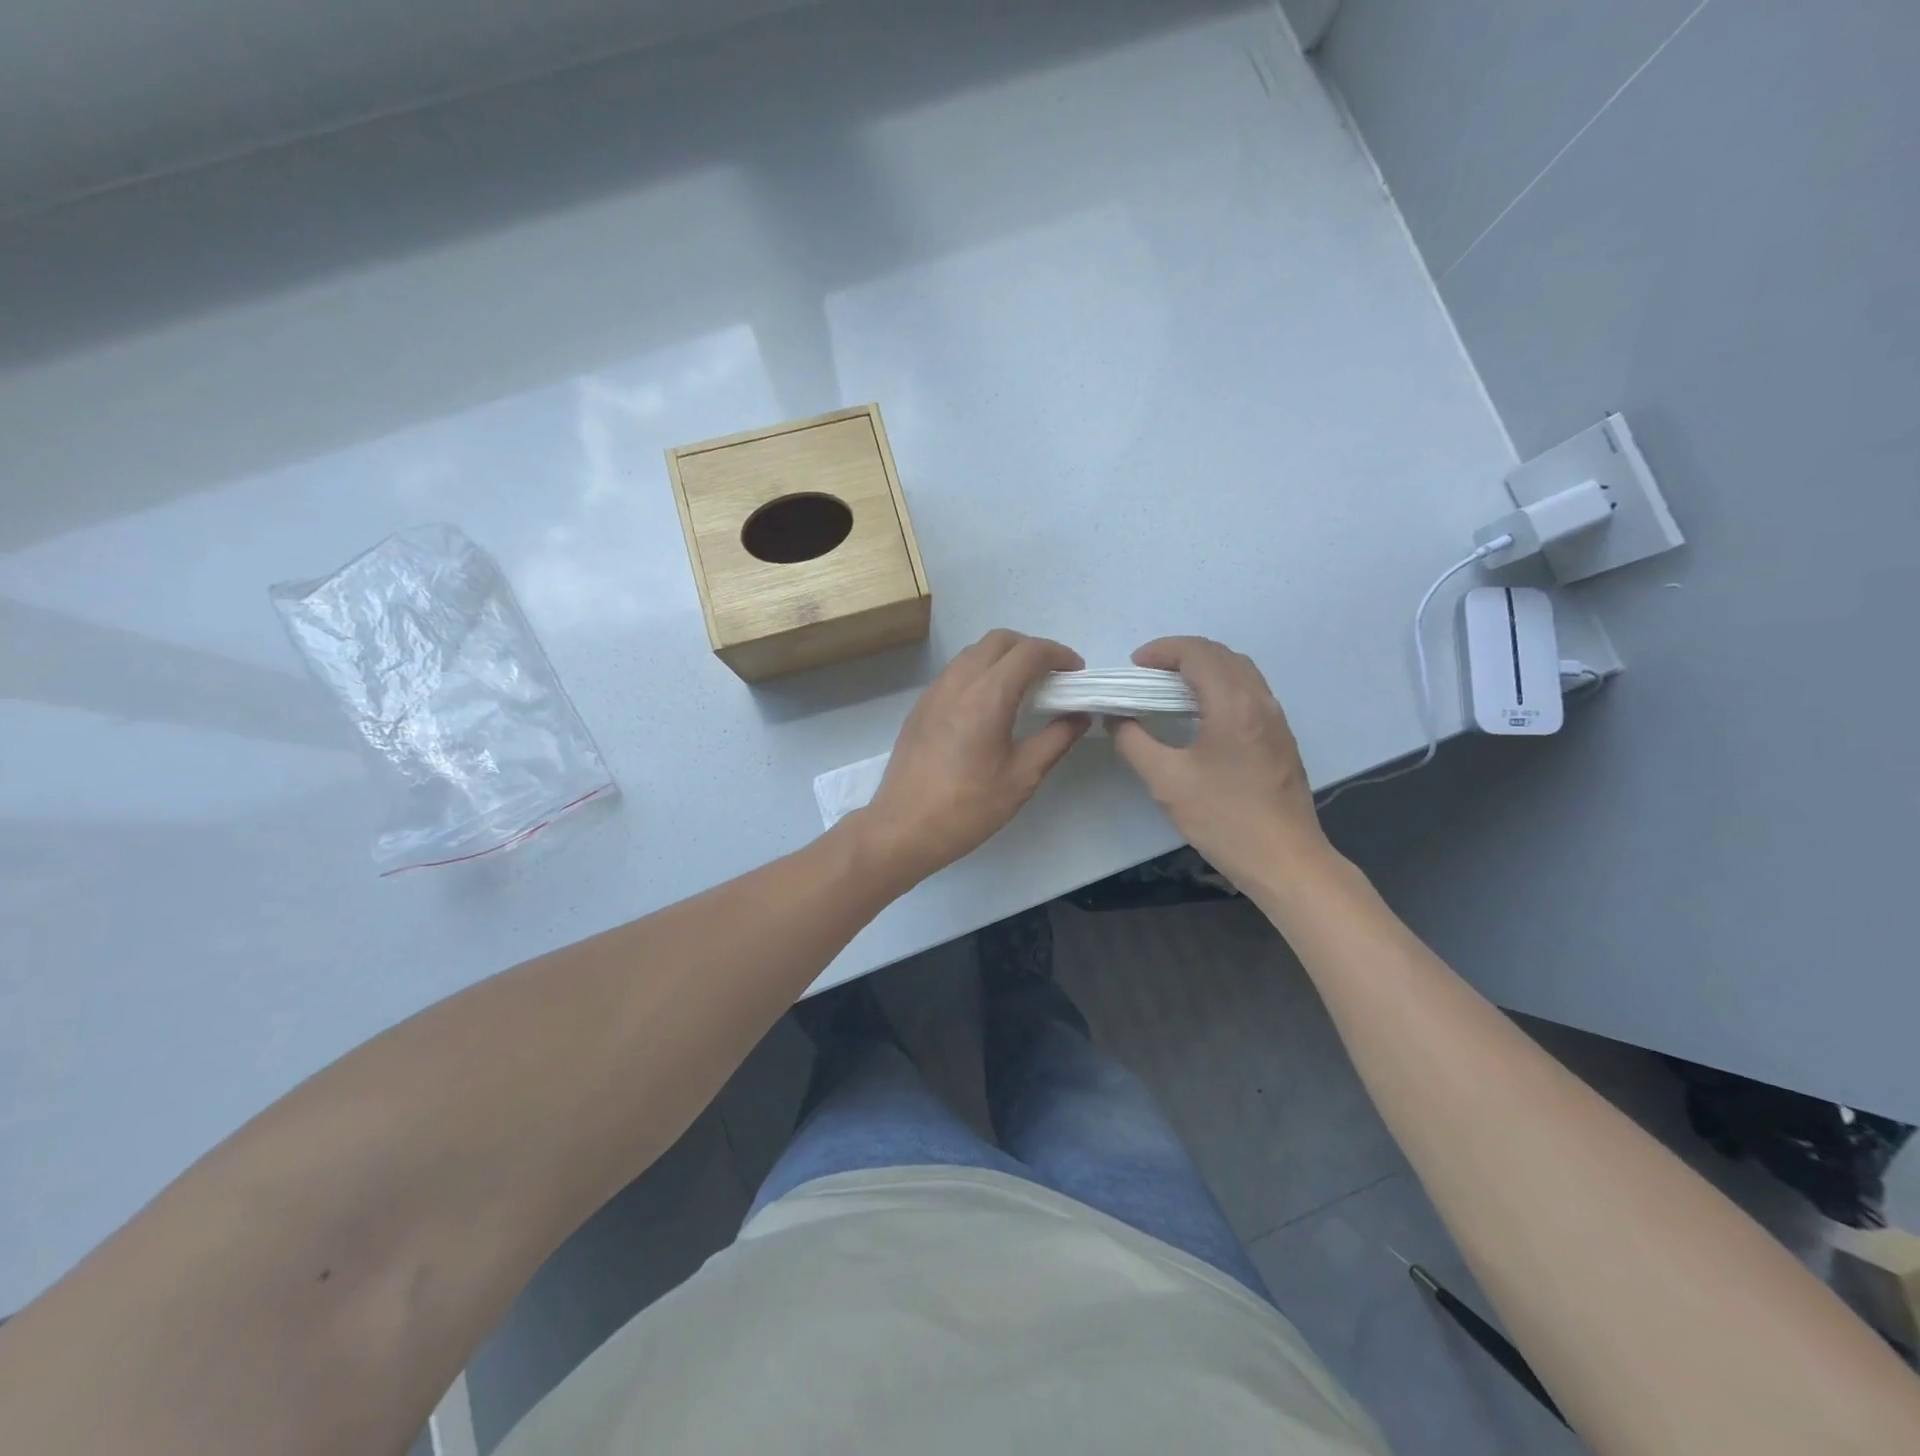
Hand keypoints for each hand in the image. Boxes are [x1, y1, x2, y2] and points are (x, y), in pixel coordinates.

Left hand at [853, 630, 1088, 886]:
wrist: (903, 828)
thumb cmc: (968, 807)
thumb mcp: (1022, 777)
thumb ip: (1055, 740)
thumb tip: (1079, 716)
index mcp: (987, 696)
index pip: (1029, 652)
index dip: (1059, 654)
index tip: (1076, 673)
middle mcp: (958, 682)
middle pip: (999, 640)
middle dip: (1031, 648)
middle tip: (1053, 676)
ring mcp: (934, 692)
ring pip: (973, 653)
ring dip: (1003, 657)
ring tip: (1024, 687)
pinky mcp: (920, 707)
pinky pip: (955, 672)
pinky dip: (980, 672)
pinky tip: (990, 705)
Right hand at [1110, 637, 1328, 888]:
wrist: (1284, 860)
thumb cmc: (1223, 818)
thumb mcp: (1166, 781)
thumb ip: (1134, 742)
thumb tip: (1116, 718)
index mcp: (1233, 704)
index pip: (1198, 653)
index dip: (1162, 650)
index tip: (1134, 666)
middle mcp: (1260, 701)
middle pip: (1222, 655)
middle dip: (1182, 654)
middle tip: (1148, 673)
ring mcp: (1276, 720)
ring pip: (1240, 671)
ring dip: (1204, 668)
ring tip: (1170, 688)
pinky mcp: (1281, 738)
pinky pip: (1250, 692)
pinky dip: (1220, 687)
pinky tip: (1201, 715)